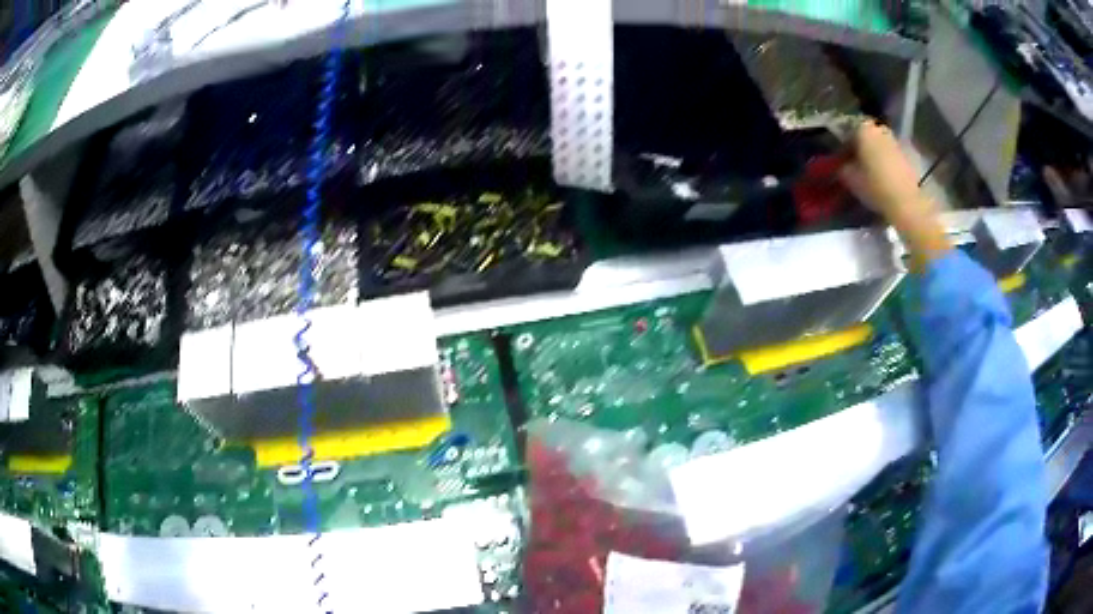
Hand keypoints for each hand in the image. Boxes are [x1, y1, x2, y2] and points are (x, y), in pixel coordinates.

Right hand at [839, 120, 933, 223]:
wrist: (906, 202)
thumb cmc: (875, 186)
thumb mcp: (850, 179)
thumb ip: (843, 167)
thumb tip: (842, 163)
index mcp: (863, 129)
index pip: (848, 130)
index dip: (844, 144)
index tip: (843, 156)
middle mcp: (879, 129)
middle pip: (867, 134)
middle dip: (862, 145)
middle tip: (858, 162)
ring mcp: (895, 141)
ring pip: (880, 143)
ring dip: (876, 152)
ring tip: (872, 169)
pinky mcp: (907, 155)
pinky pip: (892, 153)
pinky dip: (888, 160)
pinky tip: (885, 175)